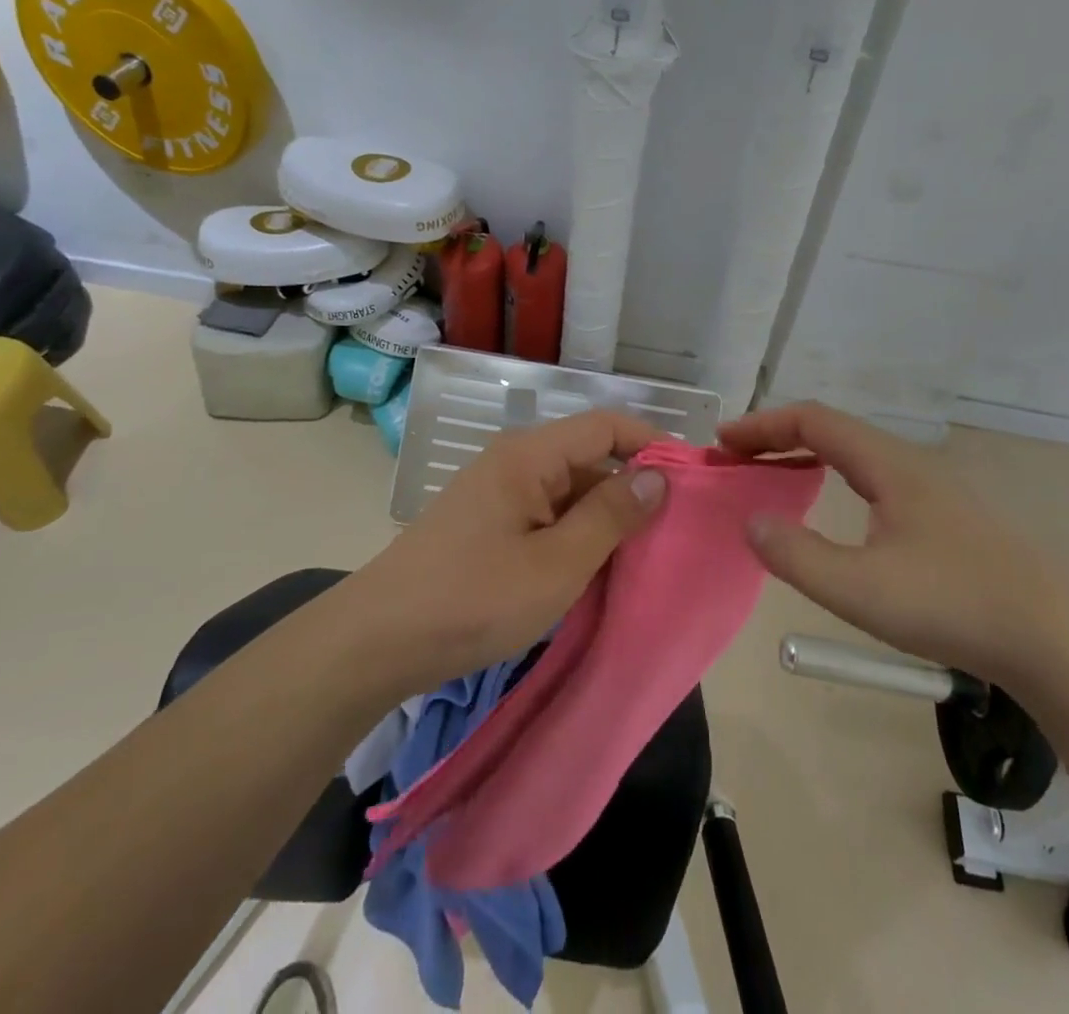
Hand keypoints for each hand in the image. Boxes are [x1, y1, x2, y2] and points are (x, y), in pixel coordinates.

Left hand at [342, 411, 667, 694]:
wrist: (378, 642)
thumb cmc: (473, 599)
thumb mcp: (557, 564)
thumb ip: (611, 516)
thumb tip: (658, 476)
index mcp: (530, 455)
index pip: (606, 425)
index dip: (652, 443)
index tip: (690, 481)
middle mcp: (515, 461)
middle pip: (589, 457)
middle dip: (632, 488)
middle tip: (673, 531)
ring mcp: (498, 493)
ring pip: (569, 490)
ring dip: (604, 518)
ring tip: (641, 557)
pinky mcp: (488, 524)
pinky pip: (546, 515)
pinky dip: (575, 536)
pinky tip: (593, 571)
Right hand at [719, 401, 1068, 685]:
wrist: (1056, 641)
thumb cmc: (953, 605)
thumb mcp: (861, 589)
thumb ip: (798, 555)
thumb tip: (752, 522)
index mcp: (888, 465)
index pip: (813, 421)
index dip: (763, 425)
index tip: (724, 443)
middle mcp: (909, 464)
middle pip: (833, 430)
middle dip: (778, 438)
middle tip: (739, 460)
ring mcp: (933, 489)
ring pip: (856, 454)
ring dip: (807, 457)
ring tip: (774, 479)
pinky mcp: (948, 517)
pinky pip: (875, 478)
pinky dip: (835, 478)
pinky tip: (836, 512)